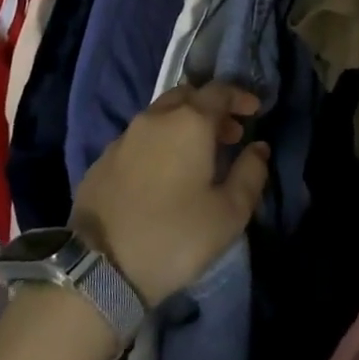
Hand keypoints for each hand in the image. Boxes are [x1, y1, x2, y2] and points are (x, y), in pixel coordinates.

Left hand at [70, 82, 269, 305]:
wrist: (99, 268)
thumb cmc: (175, 237)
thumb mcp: (229, 213)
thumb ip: (250, 174)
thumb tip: (259, 148)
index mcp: (190, 122)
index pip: (220, 91)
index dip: (240, 97)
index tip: (254, 110)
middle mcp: (156, 118)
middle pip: (188, 95)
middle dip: (211, 108)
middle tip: (228, 134)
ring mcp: (125, 136)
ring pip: (161, 114)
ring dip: (184, 123)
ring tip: (198, 155)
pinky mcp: (103, 158)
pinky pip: (140, 137)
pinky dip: (159, 142)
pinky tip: (163, 172)